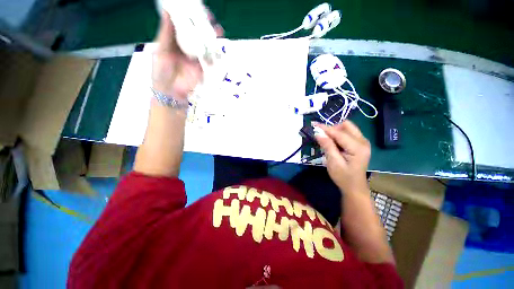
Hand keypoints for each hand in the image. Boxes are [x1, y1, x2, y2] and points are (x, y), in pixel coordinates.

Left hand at [152, 10, 222, 98]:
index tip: (195, 6)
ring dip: (211, 36)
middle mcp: (186, 46)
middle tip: (209, 17)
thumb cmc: (162, 72)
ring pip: (204, 43)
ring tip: (217, 30)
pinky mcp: (202, 66)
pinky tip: (218, 46)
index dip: (188, 15)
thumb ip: (165, 33)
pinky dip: (214, 52)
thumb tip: (167, 11)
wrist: (172, 92)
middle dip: (203, 24)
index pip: (182, 24)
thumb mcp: (161, 50)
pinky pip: (209, 57)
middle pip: (196, 32)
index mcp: (174, 40)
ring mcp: (195, 56)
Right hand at [313, 121, 370, 194]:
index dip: (326, 128)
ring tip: (327, 141)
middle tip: (322, 136)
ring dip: (335, 131)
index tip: (314, 124)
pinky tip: (333, 143)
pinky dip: (338, 135)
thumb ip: (327, 146)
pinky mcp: (360, 144)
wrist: (354, 187)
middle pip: (346, 126)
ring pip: (347, 128)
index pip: (339, 133)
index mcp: (358, 148)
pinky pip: (348, 133)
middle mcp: (363, 141)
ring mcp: (363, 142)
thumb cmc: (343, 177)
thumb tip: (318, 133)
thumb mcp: (333, 162)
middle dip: (332, 128)